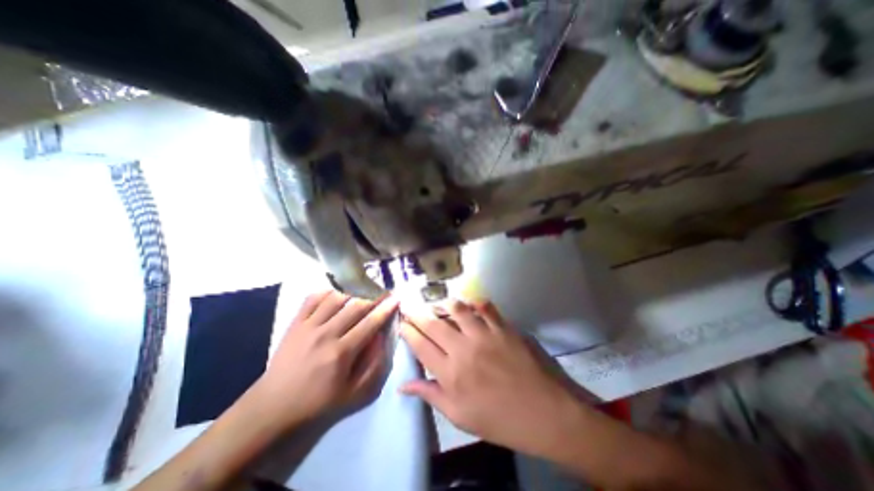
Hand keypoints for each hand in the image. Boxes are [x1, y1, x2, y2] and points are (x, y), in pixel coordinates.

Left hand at [245, 289, 396, 430]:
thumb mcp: (355, 394)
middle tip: (383, 295)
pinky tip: (336, 296)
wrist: (273, 407)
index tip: (396, 298)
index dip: (386, 309)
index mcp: (341, 353)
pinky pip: (313, 298)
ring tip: (360, 298)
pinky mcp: (295, 323)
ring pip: (336, 298)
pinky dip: (327, 293)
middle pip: (356, 307)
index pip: (370, 323)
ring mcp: (308, 326)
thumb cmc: (318, 402)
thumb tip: (382, 337)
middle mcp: (326, 334)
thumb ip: (374, 365)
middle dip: (374, 298)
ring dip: (352, 295)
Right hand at [398, 299, 581, 455]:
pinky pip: (485, 306)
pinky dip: (475, 303)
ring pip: (457, 309)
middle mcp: (463, 349)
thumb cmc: (501, 420)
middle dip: (417, 312)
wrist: (546, 413)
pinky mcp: (503, 327)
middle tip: (410, 305)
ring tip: (440, 305)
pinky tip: (471, 305)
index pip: (421, 346)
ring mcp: (484, 335)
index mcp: (451, 374)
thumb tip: (403, 386)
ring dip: (445, 304)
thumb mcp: (461, 417)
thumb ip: (431, 396)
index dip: (408, 331)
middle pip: (433, 324)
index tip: (402, 323)